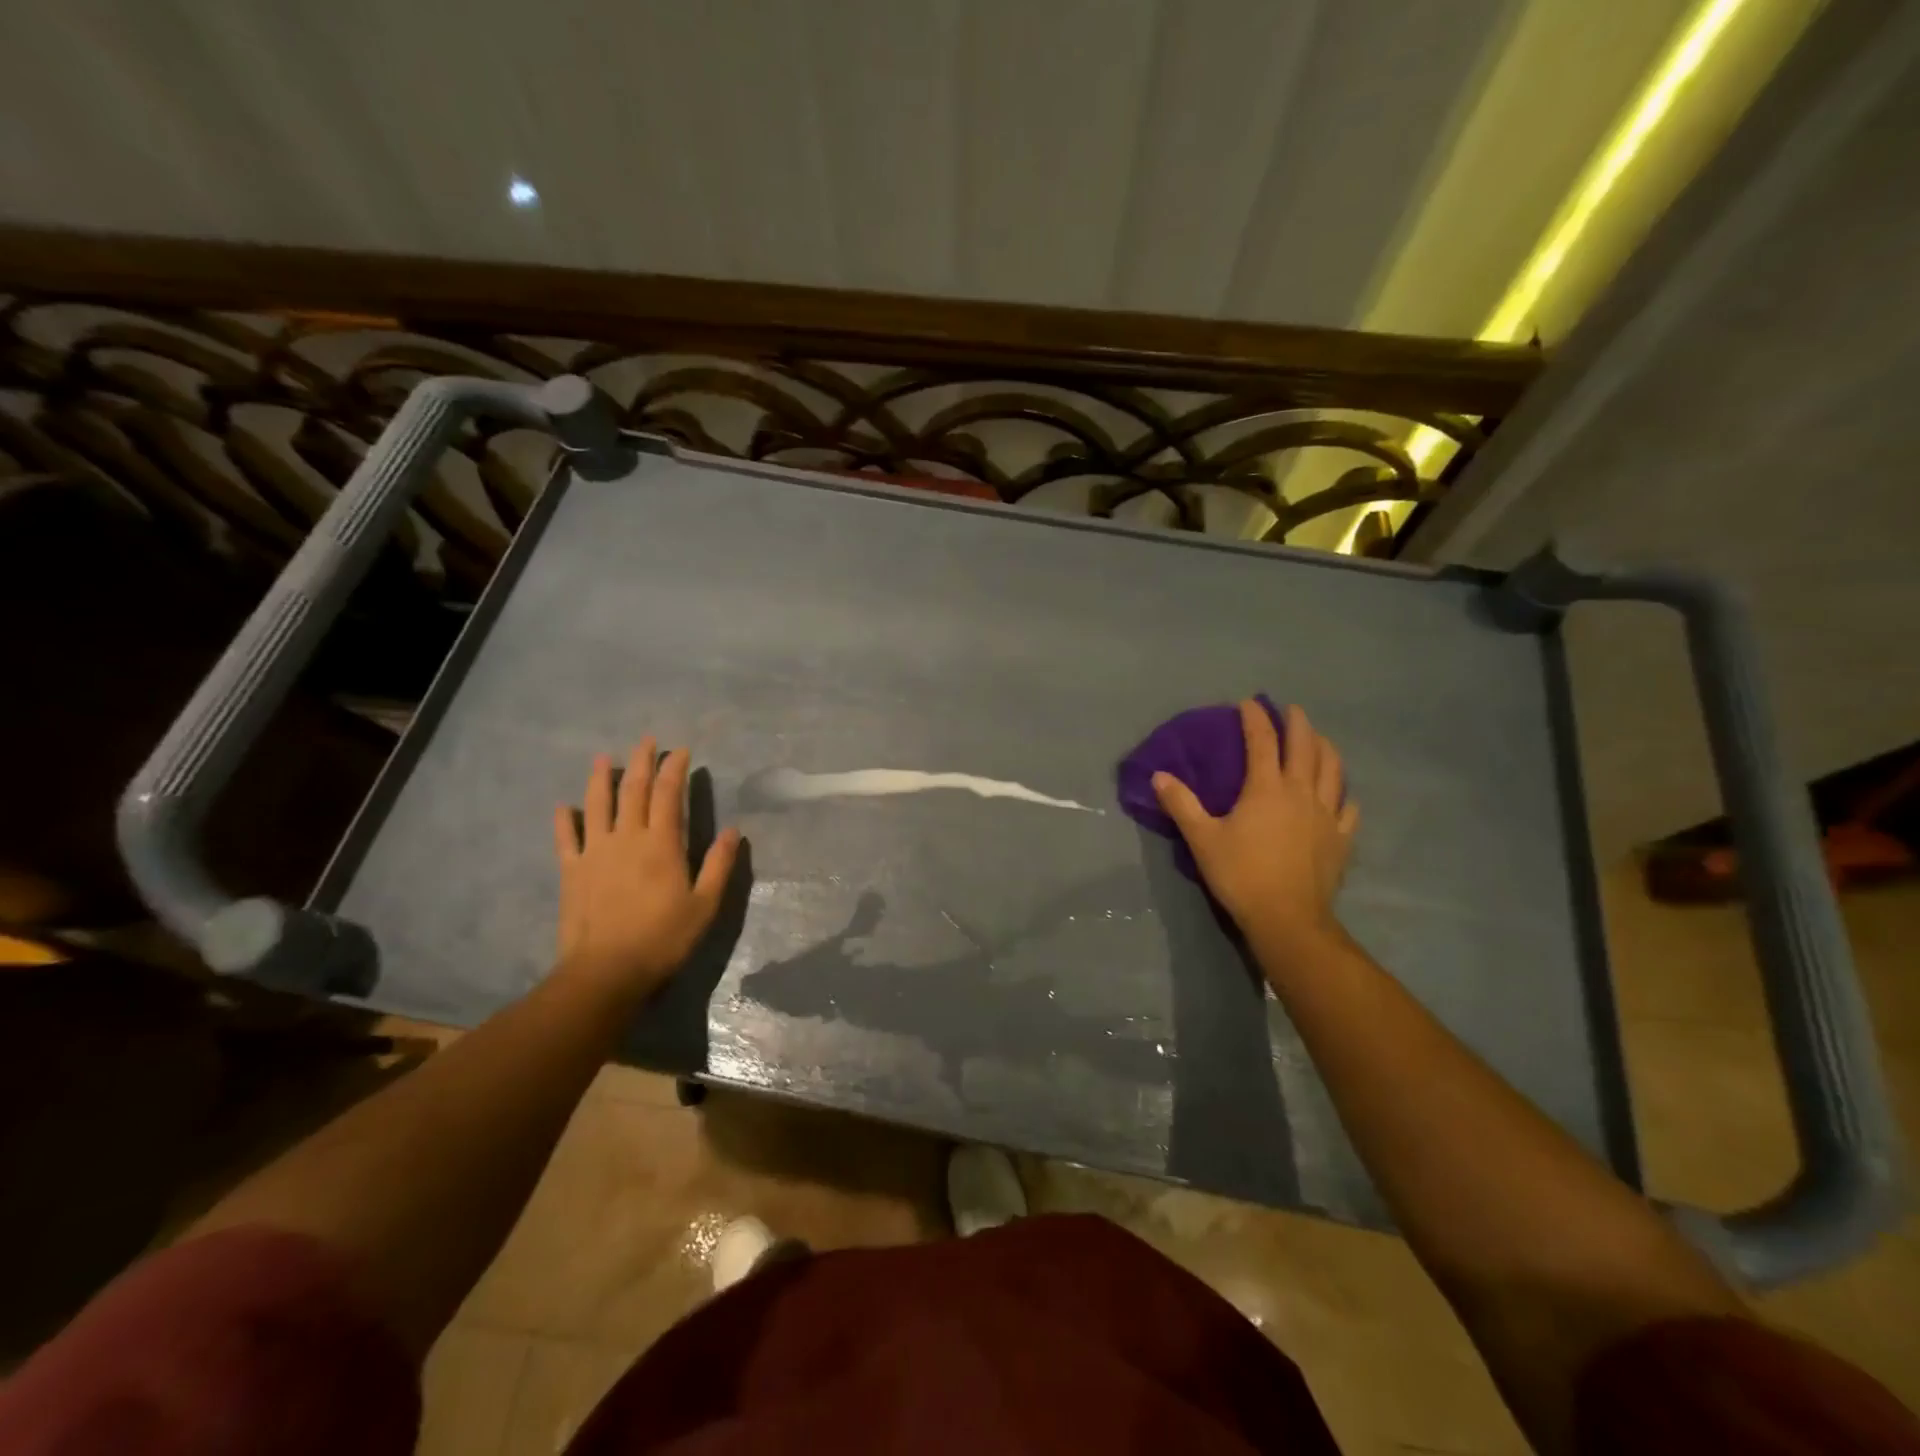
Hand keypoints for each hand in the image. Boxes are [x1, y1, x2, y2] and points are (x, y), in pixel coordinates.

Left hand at [552, 739, 741, 994]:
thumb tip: (735, 831)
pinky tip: (564, 807)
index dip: (675, 769)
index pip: (669, 795)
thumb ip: (719, 865)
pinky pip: (566, 838)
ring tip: (603, 758)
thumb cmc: (663, 938)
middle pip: (633, 790)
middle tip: (646, 741)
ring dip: (600, 779)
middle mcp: (626, 837)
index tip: (680, 750)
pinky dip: (565, 820)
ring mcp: (595, 852)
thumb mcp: (704, 905)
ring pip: (597, 805)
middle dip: (641, 762)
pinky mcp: (572, 871)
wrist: (606, 971)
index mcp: (662, 843)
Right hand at [1152, 701, 1357, 947]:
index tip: (1248, 703)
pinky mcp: (1341, 838)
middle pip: (1305, 747)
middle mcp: (1301, 792)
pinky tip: (1340, 794)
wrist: (1287, 918)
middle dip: (1298, 723)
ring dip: (1325, 748)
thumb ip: (1181, 804)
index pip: (1262, 741)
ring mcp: (1327, 815)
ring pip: (1333, 770)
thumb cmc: (1241, 874)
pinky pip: (1348, 807)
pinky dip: (1343, 793)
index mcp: (1266, 788)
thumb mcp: (1202, 839)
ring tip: (1319, 740)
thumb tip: (1159, 776)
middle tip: (1291, 710)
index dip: (1255, 718)